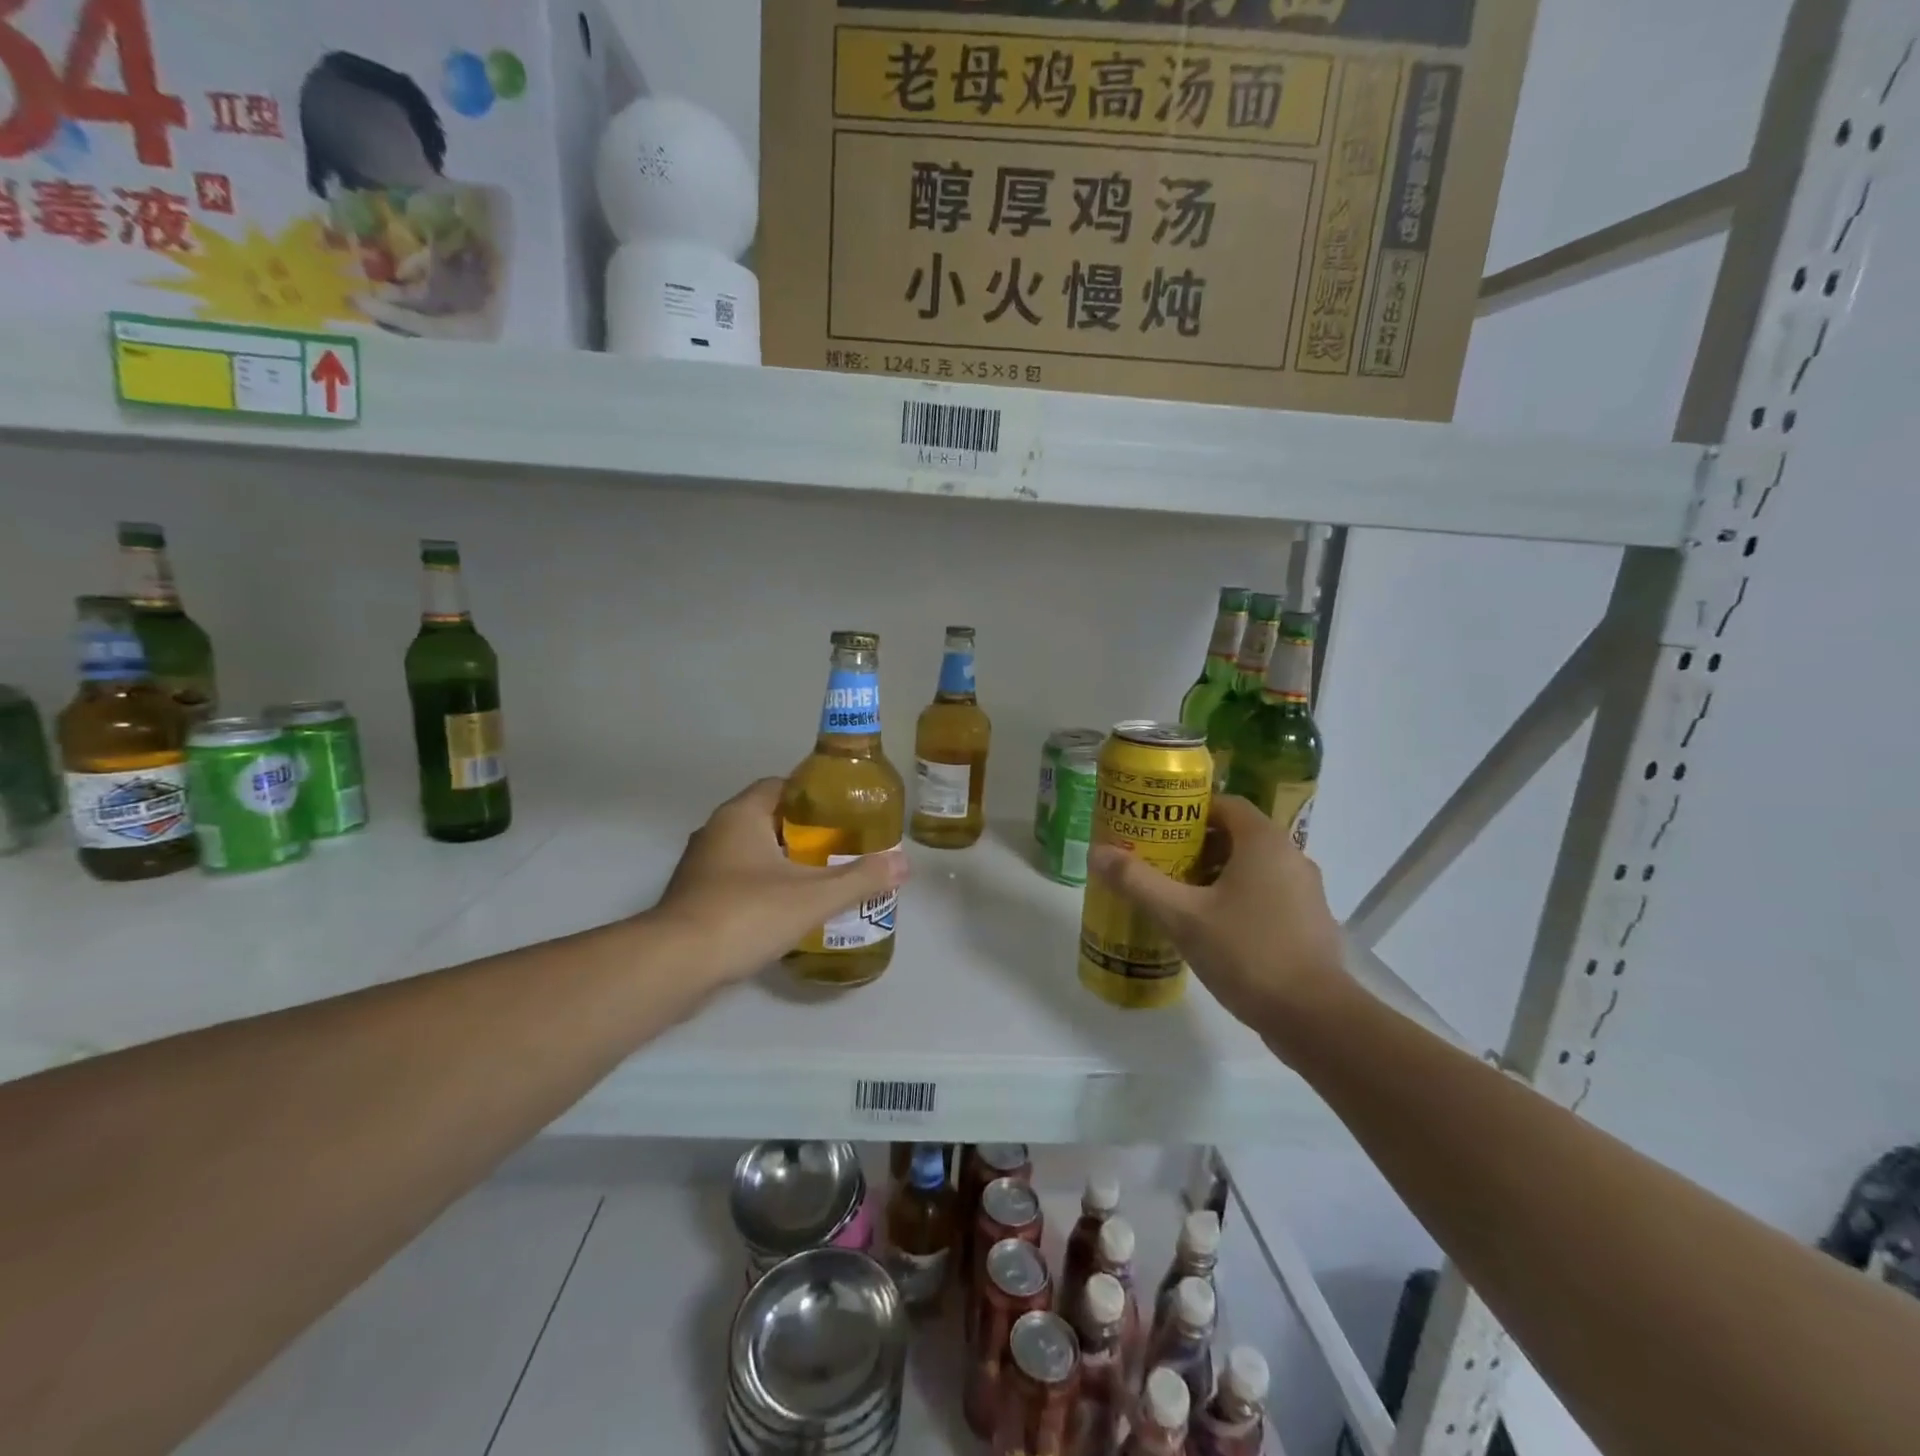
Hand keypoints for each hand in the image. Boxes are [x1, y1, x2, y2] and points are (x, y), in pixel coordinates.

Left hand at [653, 779, 909, 985]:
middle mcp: (716, 832)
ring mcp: (701, 867)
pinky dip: (762, 888)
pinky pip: (737, 881)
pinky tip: (787, 911)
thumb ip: (860, 878)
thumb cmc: (745, 914)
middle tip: (841, 848)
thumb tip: (904, 863)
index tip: (843, 812)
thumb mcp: (813, 896)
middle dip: (804, 832)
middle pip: (768, 819)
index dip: (813, 795)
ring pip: (751, 853)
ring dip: (782, 862)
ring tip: (821, 879)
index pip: (780, 786)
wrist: (676, 965)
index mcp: (741, 815)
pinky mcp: (694, 899)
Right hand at [1087, 794, 1346, 1038]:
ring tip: (1177, 893)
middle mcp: (1291, 856)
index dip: (1188, 810)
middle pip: (1236, 834)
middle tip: (1158, 859)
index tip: (1156, 826)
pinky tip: (1210, 926)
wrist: (1314, 1018)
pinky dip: (1237, 898)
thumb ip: (1138, 882)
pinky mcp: (1308, 922)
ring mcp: (1305, 891)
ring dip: (1215, 873)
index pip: (1224, 803)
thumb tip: (1096, 852)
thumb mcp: (1182, 917)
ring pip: (1252, 867)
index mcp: (1264, 842)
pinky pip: (1266, 894)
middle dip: (1195, 844)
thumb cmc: (1247, 953)